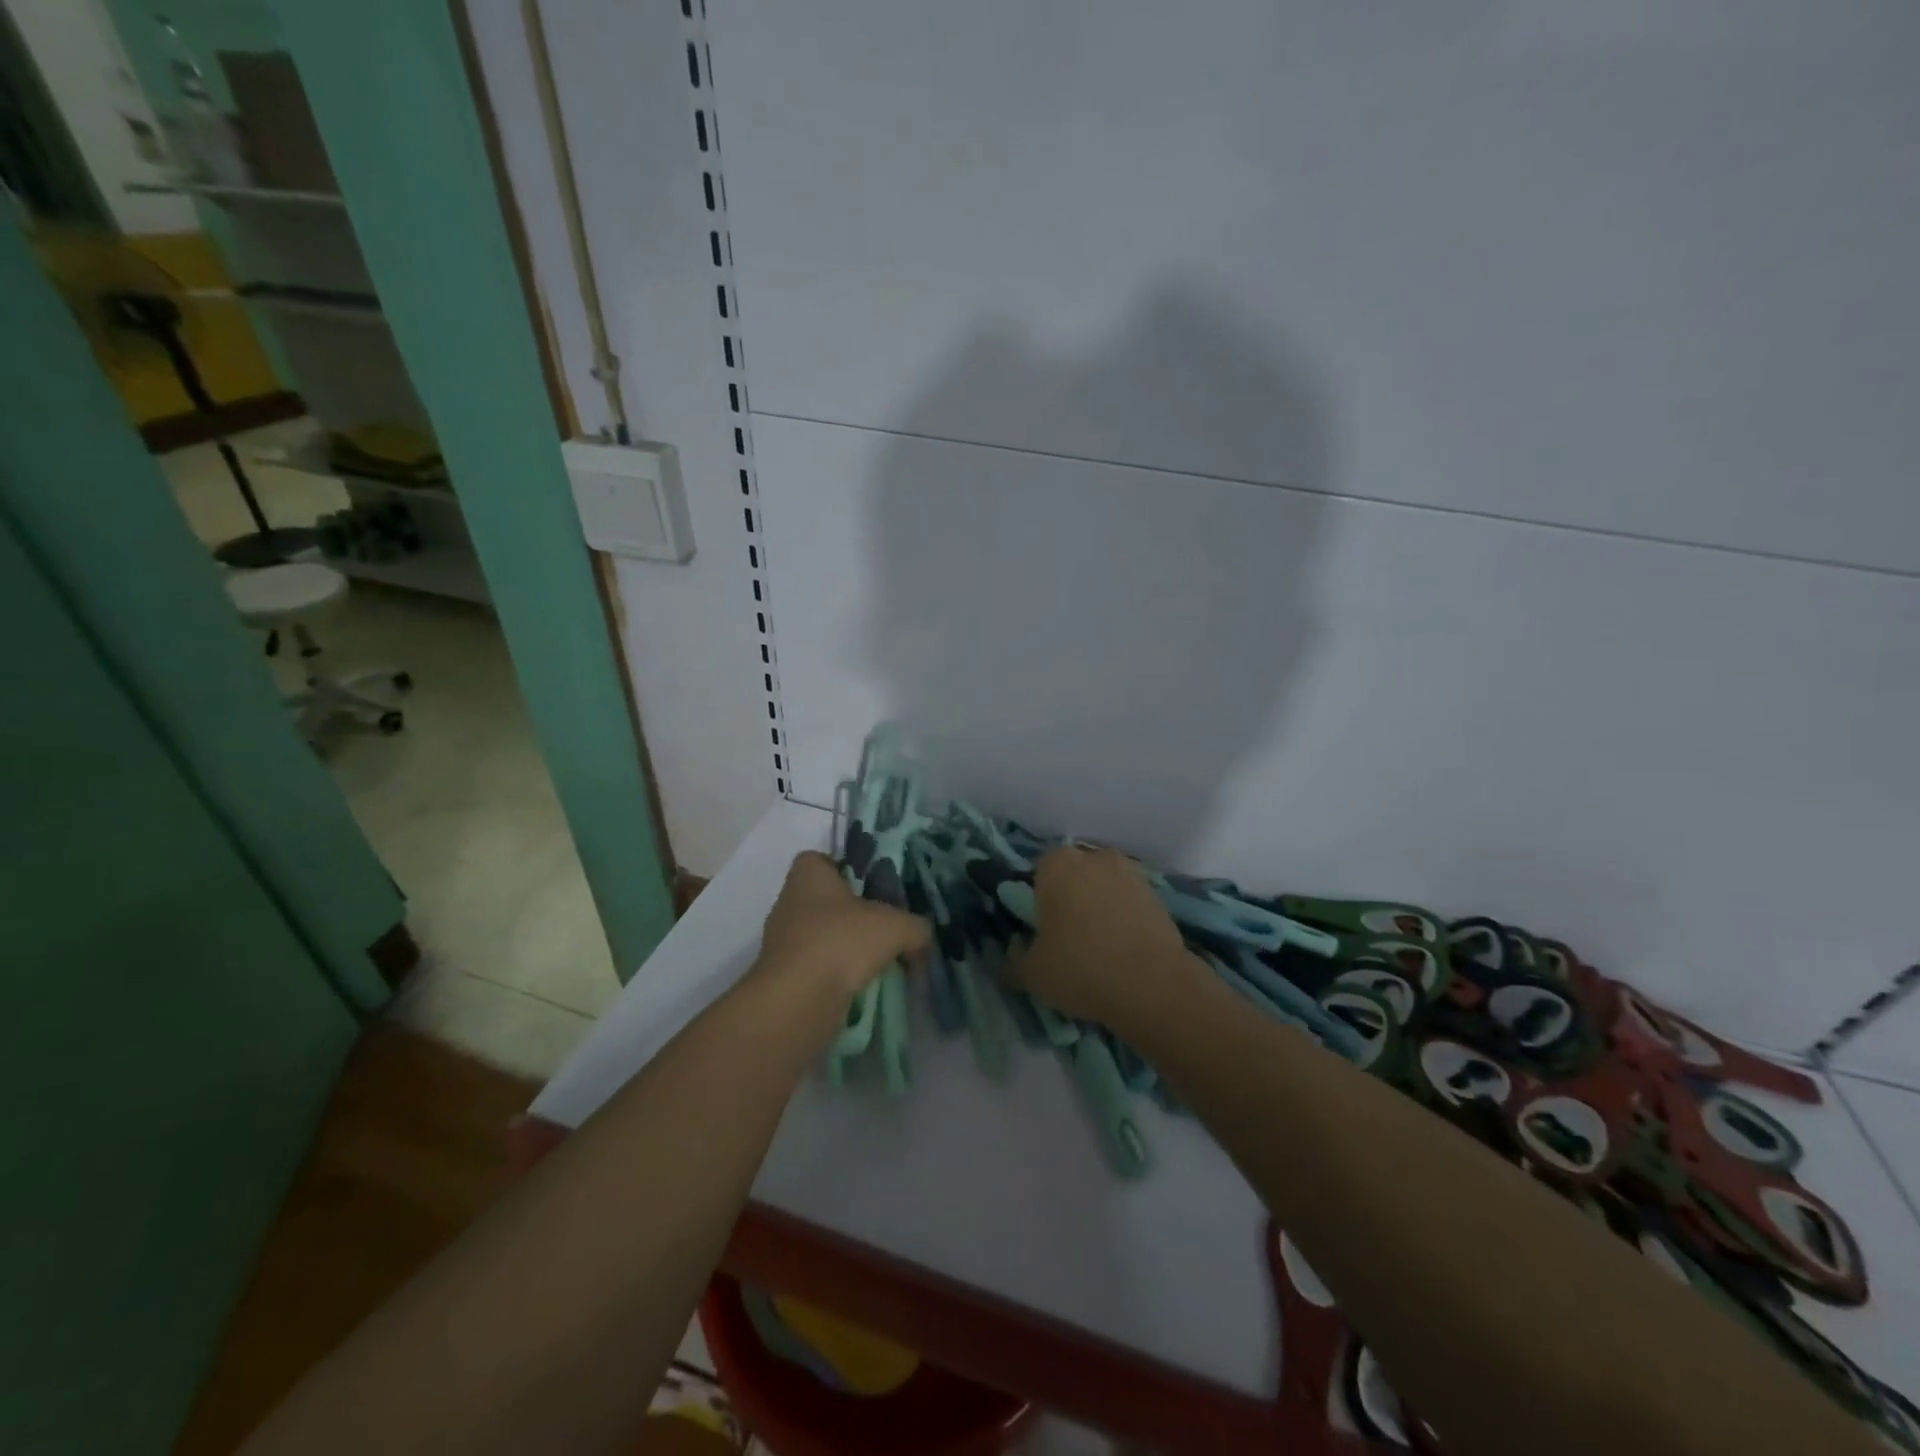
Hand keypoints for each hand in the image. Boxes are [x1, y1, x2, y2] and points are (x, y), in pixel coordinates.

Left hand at [757, 851, 929, 1001]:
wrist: (798, 1001)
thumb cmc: (842, 942)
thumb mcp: (896, 926)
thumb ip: (916, 926)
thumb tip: (922, 935)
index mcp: (808, 875)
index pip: (823, 860)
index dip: (848, 869)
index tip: (874, 887)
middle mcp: (789, 902)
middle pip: (827, 900)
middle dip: (855, 914)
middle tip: (886, 927)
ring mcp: (783, 941)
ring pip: (823, 936)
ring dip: (848, 947)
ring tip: (881, 961)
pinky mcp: (785, 976)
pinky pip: (818, 967)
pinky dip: (838, 975)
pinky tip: (864, 986)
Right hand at [1010, 846, 1205, 1032]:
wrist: (1152, 984)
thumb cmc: (1079, 967)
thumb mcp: (1031, 974)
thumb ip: (1013, 960)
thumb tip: (1012, 954)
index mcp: (1057, 864)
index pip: (1039, 870)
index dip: (1039, 898)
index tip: (1041, 926)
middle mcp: (1094, 857)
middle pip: (1075, 874)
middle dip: (1071, 897)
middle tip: (1068, 936)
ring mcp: (1131, 873)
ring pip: (1105, 887)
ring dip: (1100, 907)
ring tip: (1100, 947)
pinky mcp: (1159, 895)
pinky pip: (1130, 904)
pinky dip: (1125, 919)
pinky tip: (1123, 951)